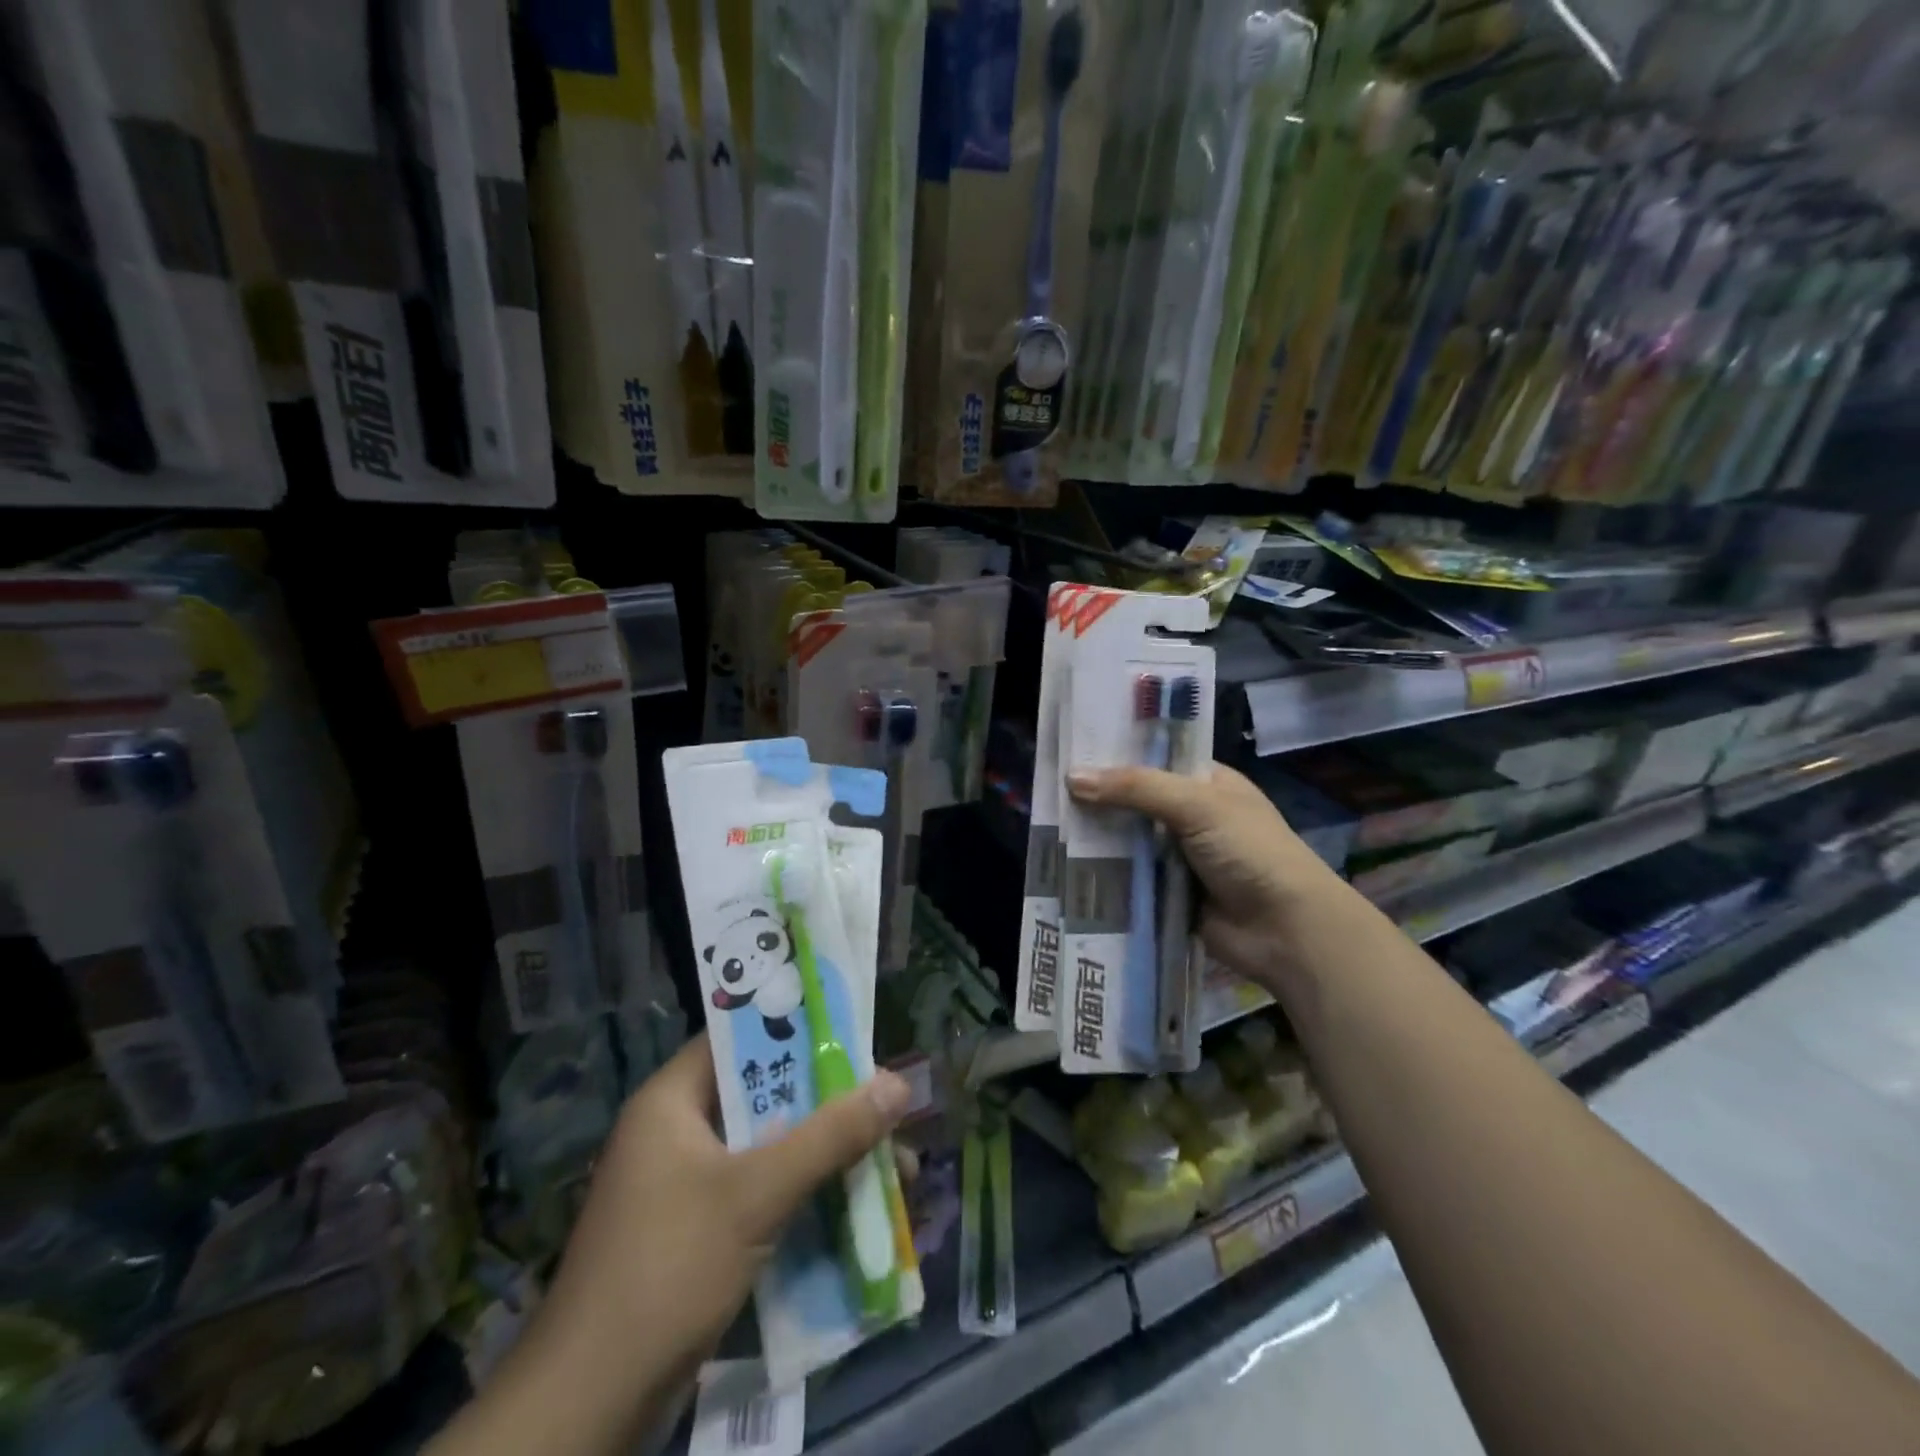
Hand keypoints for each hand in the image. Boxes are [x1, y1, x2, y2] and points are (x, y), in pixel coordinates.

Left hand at [442, 1036, 909, 1455]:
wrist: (588, 1408)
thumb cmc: (668, 1269)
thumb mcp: (756, 1194)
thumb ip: (830, 1136)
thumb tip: (899, 1083)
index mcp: (671, 1100)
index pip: (740, 1037)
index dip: (797, 1028)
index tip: (855, 1032)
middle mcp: (676, 1131)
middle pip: (763, 1094)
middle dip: (827, 1101)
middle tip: (885, 1098)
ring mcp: (685, 1184)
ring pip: (768, 1146)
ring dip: (823, 1152)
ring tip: (889, 1158)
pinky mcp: (696, 1231)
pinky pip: (760, 1191)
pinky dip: (802, 1192)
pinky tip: (852, 1206)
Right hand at [1067, 762, 1348, 987]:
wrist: (1286, 930)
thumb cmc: (1250, 851)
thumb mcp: (1196, 805)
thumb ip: (1136, 788)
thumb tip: (1072, 777)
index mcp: (1206, 783)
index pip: (1154, 758)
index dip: (1116, 753)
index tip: (1070, 748)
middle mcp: (1191, 815)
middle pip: (1135, 800)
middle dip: (1098, 798)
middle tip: (1047, 789)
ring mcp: (1179, 856)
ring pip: (1128, 840)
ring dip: (1097, 838)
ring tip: (1045, 825)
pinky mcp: (1169, 892)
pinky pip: (1129, 877)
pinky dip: (1105, 873)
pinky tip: (1067, 866)